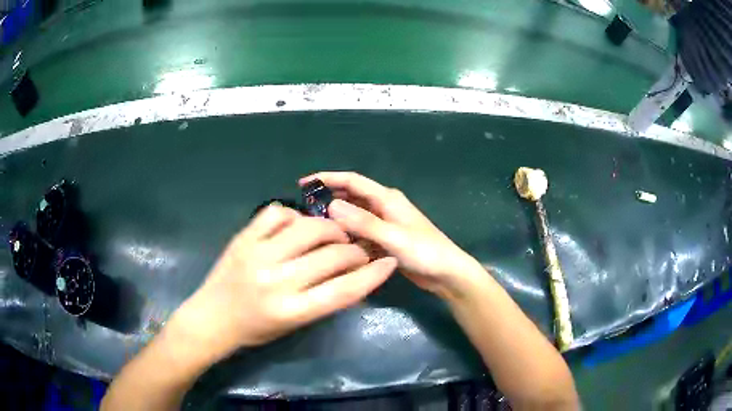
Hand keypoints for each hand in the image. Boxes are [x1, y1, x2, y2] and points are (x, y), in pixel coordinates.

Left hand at [172, 205, 396, 359]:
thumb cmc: (255, 330)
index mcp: (291, 311)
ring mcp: (257, 254)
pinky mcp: (243, 238)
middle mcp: (276, 281)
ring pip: (308, 227)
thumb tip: (351, 273)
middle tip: (356, 252)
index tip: (389, 263)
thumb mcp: (294, 324)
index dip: (372, 276)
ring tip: (333, 235)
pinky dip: (294, 215)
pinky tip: (296, 225)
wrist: (211, 318)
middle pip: (331, 256)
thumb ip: (323, 299)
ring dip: (330, 229)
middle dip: (354, 252)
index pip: (343, 291)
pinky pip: (277, 213)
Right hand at [299, 172, 483, 300]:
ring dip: (337, 221)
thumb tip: (331, 205)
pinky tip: (334, 247)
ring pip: (354, 218)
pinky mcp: (385, 240)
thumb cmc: (425, 252)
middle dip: (329, 200)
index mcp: (387, 199)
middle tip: (304, 211)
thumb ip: (364, 222)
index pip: (353, 181)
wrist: (447, 274)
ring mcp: (384, 224)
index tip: (303, 183)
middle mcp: (384, 207)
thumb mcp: (393, 237)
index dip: (328, 178)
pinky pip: (361, 234)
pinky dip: (349, 237)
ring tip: (314, 230)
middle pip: (351, 198)